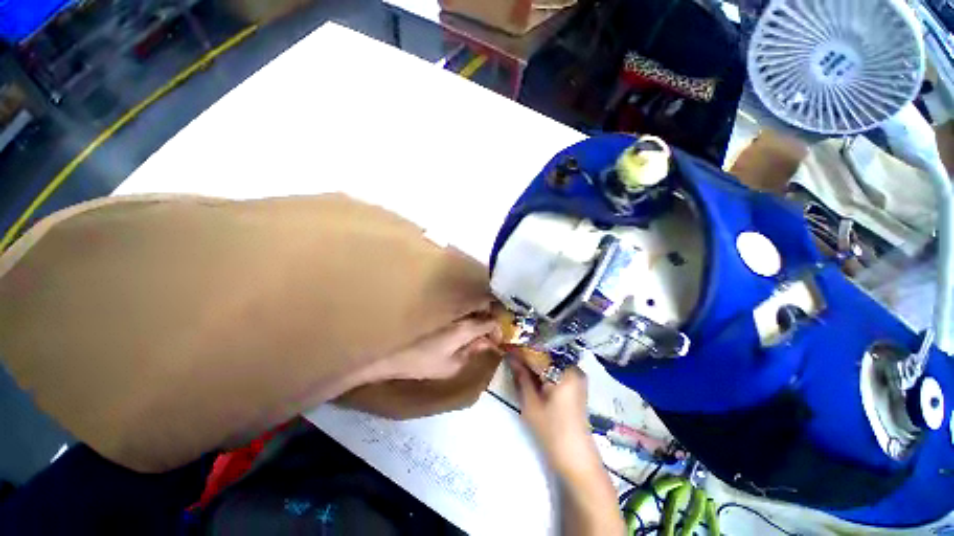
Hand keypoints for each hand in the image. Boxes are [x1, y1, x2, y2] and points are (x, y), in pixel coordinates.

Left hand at [376, 314, 500, 381]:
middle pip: (483, 307)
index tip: (498, 339)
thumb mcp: (452, 366)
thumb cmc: (423, 363)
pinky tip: (468, 325)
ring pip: (473, 305)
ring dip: (481, 314)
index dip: (498, 329)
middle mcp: (459, 313)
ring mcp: (450, 310)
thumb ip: (472, 352)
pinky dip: (470, 314)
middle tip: (493, 331)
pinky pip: (462, 308)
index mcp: (465, 327)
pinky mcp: (441, 309)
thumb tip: (487, 343)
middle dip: (492, 317)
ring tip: (483, 329)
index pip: (491, 321)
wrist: (393, 354)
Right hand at [510, 359, 601, 479]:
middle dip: (529, 353)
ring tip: (518, 359)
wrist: (575, 458)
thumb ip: (521, 376)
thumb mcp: (531, 403)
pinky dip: (544, 369)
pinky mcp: (576, 385)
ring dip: (536, 361)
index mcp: (565, 371)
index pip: (540, 352)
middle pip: (547, 355)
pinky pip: (557, 370)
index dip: (522, 349)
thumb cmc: (552, 431)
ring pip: (552, 361)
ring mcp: (577, 377)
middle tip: (511, 352)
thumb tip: (510, 355)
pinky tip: (531, 371)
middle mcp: (574, 369)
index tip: (507, 345)